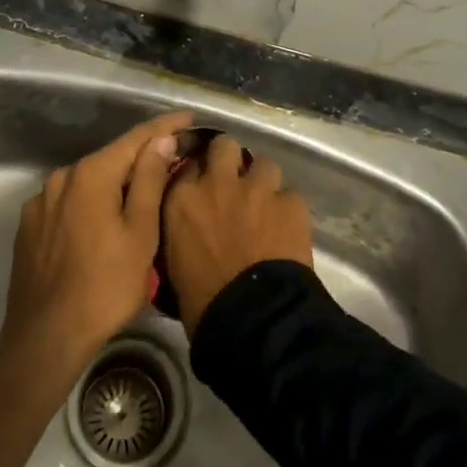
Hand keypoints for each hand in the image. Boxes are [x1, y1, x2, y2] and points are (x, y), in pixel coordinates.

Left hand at [2, 111, 192, 369]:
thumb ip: (150, 179)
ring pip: (89, 181)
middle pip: (112, 158)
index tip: (189, 118)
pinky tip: (102, 224)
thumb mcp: (140, 233)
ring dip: (115, 184)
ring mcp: (42, 201)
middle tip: (172, 164)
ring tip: (139, 198)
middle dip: (141, 159)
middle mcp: (63, 176)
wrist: (44, 339)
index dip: (166, 126)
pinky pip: (69, 202)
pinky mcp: (29, 226)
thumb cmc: (104, 286)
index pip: (137, 137)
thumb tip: (161, 140)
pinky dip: (90, 204)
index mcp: (92, 172)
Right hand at [160, 135, 313, 335]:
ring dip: (264, 181)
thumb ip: (181, 232)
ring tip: (266, 204)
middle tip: (235, 183)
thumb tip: (190, 230)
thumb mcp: (174, 264)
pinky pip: (291, 194)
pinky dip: (289, 208)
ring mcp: (257, 188)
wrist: (254, 320)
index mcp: (183, 199)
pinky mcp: (290, 202)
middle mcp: (218, 182)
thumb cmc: (203, 304)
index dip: (198, 175)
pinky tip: (289, 227)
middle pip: (224, 146)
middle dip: (230, 160)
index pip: (188, 166)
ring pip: (264, 163)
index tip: (202, 188)